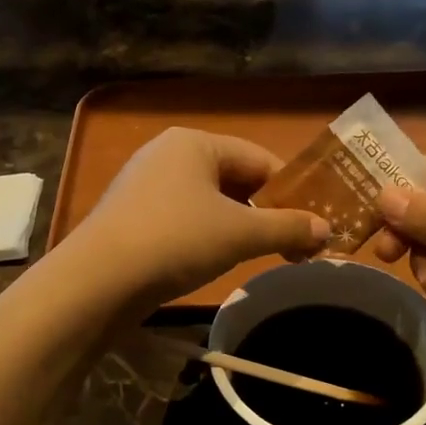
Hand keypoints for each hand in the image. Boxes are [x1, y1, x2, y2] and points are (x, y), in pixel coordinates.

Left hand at [66, 129, 329, 307]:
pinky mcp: (130, 216)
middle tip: (292, 244)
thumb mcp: (240, 234)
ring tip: (259, 256)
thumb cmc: (176, 240)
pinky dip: (205, 235)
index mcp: (194, 143)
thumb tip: (327, 230)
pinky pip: (182, 218)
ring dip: (237, 226)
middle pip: (233, 179)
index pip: (259, 159)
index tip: (314, 223)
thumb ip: (287, 228)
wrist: (98, 280)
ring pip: (207, 201)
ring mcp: (143, 185)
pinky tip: (213, 261)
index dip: (291, 191)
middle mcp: (166, 154)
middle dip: (265, 212)